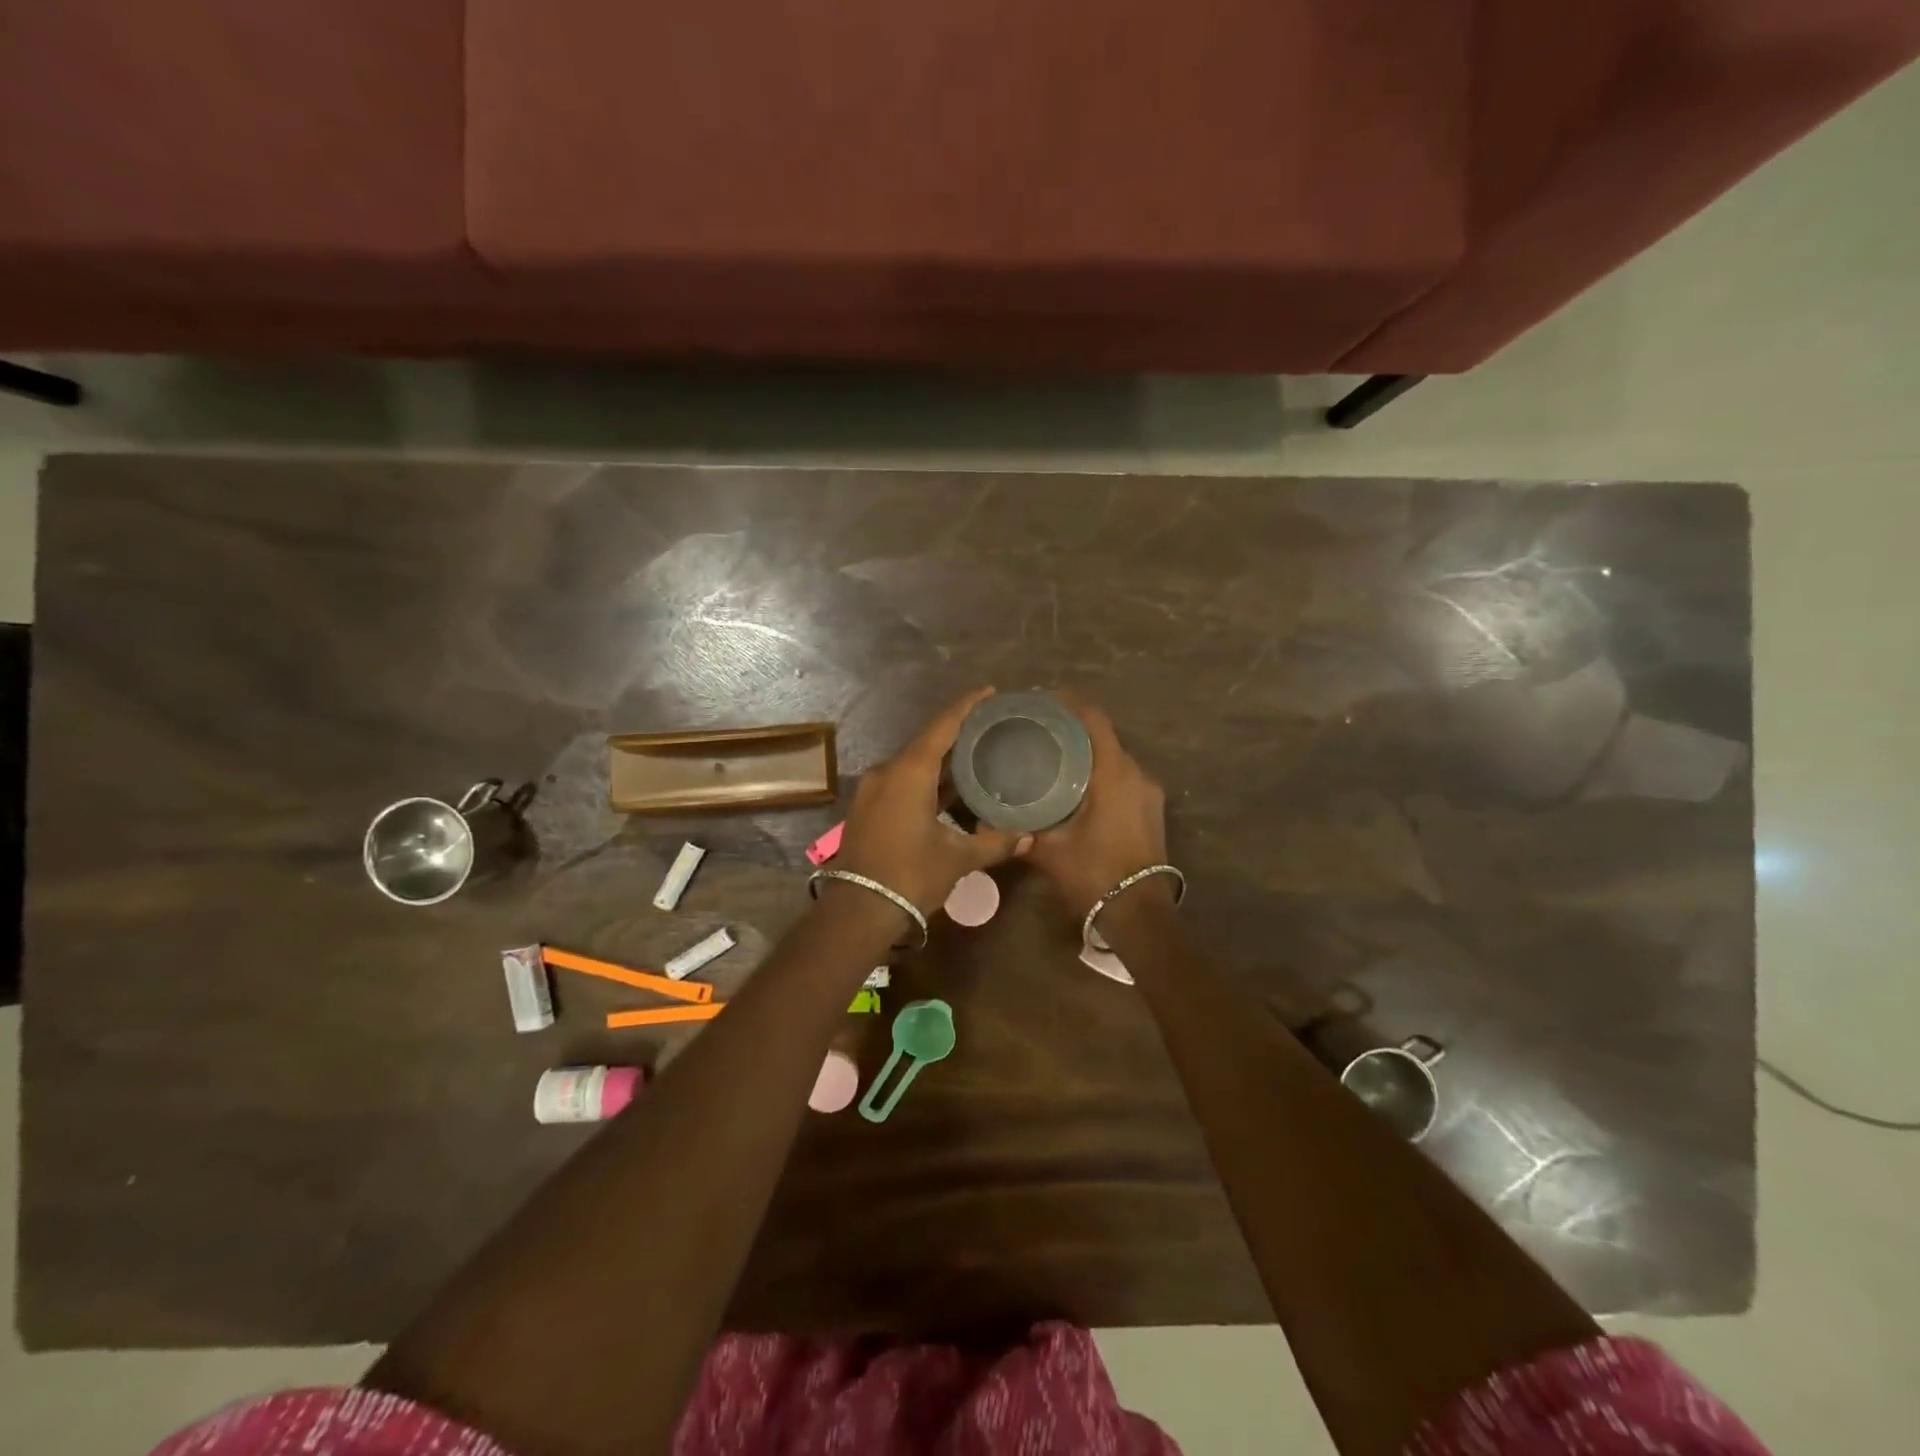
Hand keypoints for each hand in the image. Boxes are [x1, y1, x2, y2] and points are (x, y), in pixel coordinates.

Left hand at [835, 688, 1028, 915]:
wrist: (859, 910)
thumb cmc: (911, 875)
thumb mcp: (957, 859)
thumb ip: (994, 843)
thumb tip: (1029, 837)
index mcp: (910, 772)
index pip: (942, 726)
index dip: (966, 706)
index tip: (987, 692)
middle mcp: (887, 771)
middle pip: (927, 743)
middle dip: (956, 734)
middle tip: (989, 729)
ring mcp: (872, 789)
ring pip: (912, 764)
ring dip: (940, 761)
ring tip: (974, 757)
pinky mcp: (867, 807)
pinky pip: (900, 781)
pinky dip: (924, 780)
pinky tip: (946, 789)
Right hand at [1025, 697, 1168, 916]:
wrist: (1140, 913)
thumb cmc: (1095, 875)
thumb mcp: (1050, 852)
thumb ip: (1019, 831)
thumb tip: (980, 822)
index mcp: (1114, 774)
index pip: (1094, 720)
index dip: (1069, 704)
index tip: (1041, 702)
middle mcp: (1136, 774)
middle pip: (1104, 736)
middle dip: (1073, 730)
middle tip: (1039, 733)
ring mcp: (1149, 793)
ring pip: (1115, 758)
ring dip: (1088, 753)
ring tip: (1054, 758)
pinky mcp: (1152, 810)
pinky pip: (1124, 778)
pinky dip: (1101, 773)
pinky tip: (1077, 788)